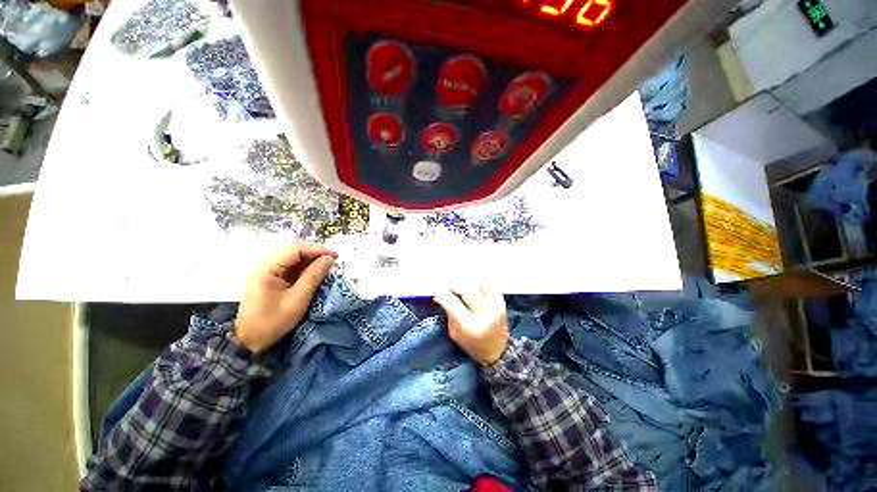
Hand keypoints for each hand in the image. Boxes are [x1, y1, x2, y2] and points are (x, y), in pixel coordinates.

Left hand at [235, 241, 336, 353]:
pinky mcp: (270, 278)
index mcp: (267, 269)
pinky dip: (305, 267)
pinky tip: (315, 272)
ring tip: (327, 266)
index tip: (336, 257)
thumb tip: (329, 259)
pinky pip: (290, 266)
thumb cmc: (272, 323)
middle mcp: (265, 265)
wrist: (248, 342)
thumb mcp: (297, 300)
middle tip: (332, 261)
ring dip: (311, 259)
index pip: (295, 249)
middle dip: (315, 253)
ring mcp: (266, 271)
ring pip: (292, 256)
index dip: (317, 250)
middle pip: (293, 249)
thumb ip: (313, 276)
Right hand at [434, 288, 509, 365]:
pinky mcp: (502, 302)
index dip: (442, 295)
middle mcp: (485, 314)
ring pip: (479, 284)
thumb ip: (449, 313)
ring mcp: (495, 307)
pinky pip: (490, 285)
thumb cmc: (472, 344)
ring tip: (462, 283)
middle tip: (448, 284)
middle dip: (455, 286)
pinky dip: (481, 282)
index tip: (437, 292)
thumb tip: (442, 295)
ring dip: (469, 282)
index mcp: (470, 326)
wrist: (498, 351)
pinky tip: (474, 283)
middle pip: (466, 290)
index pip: (452, 303)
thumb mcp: (455, 333)